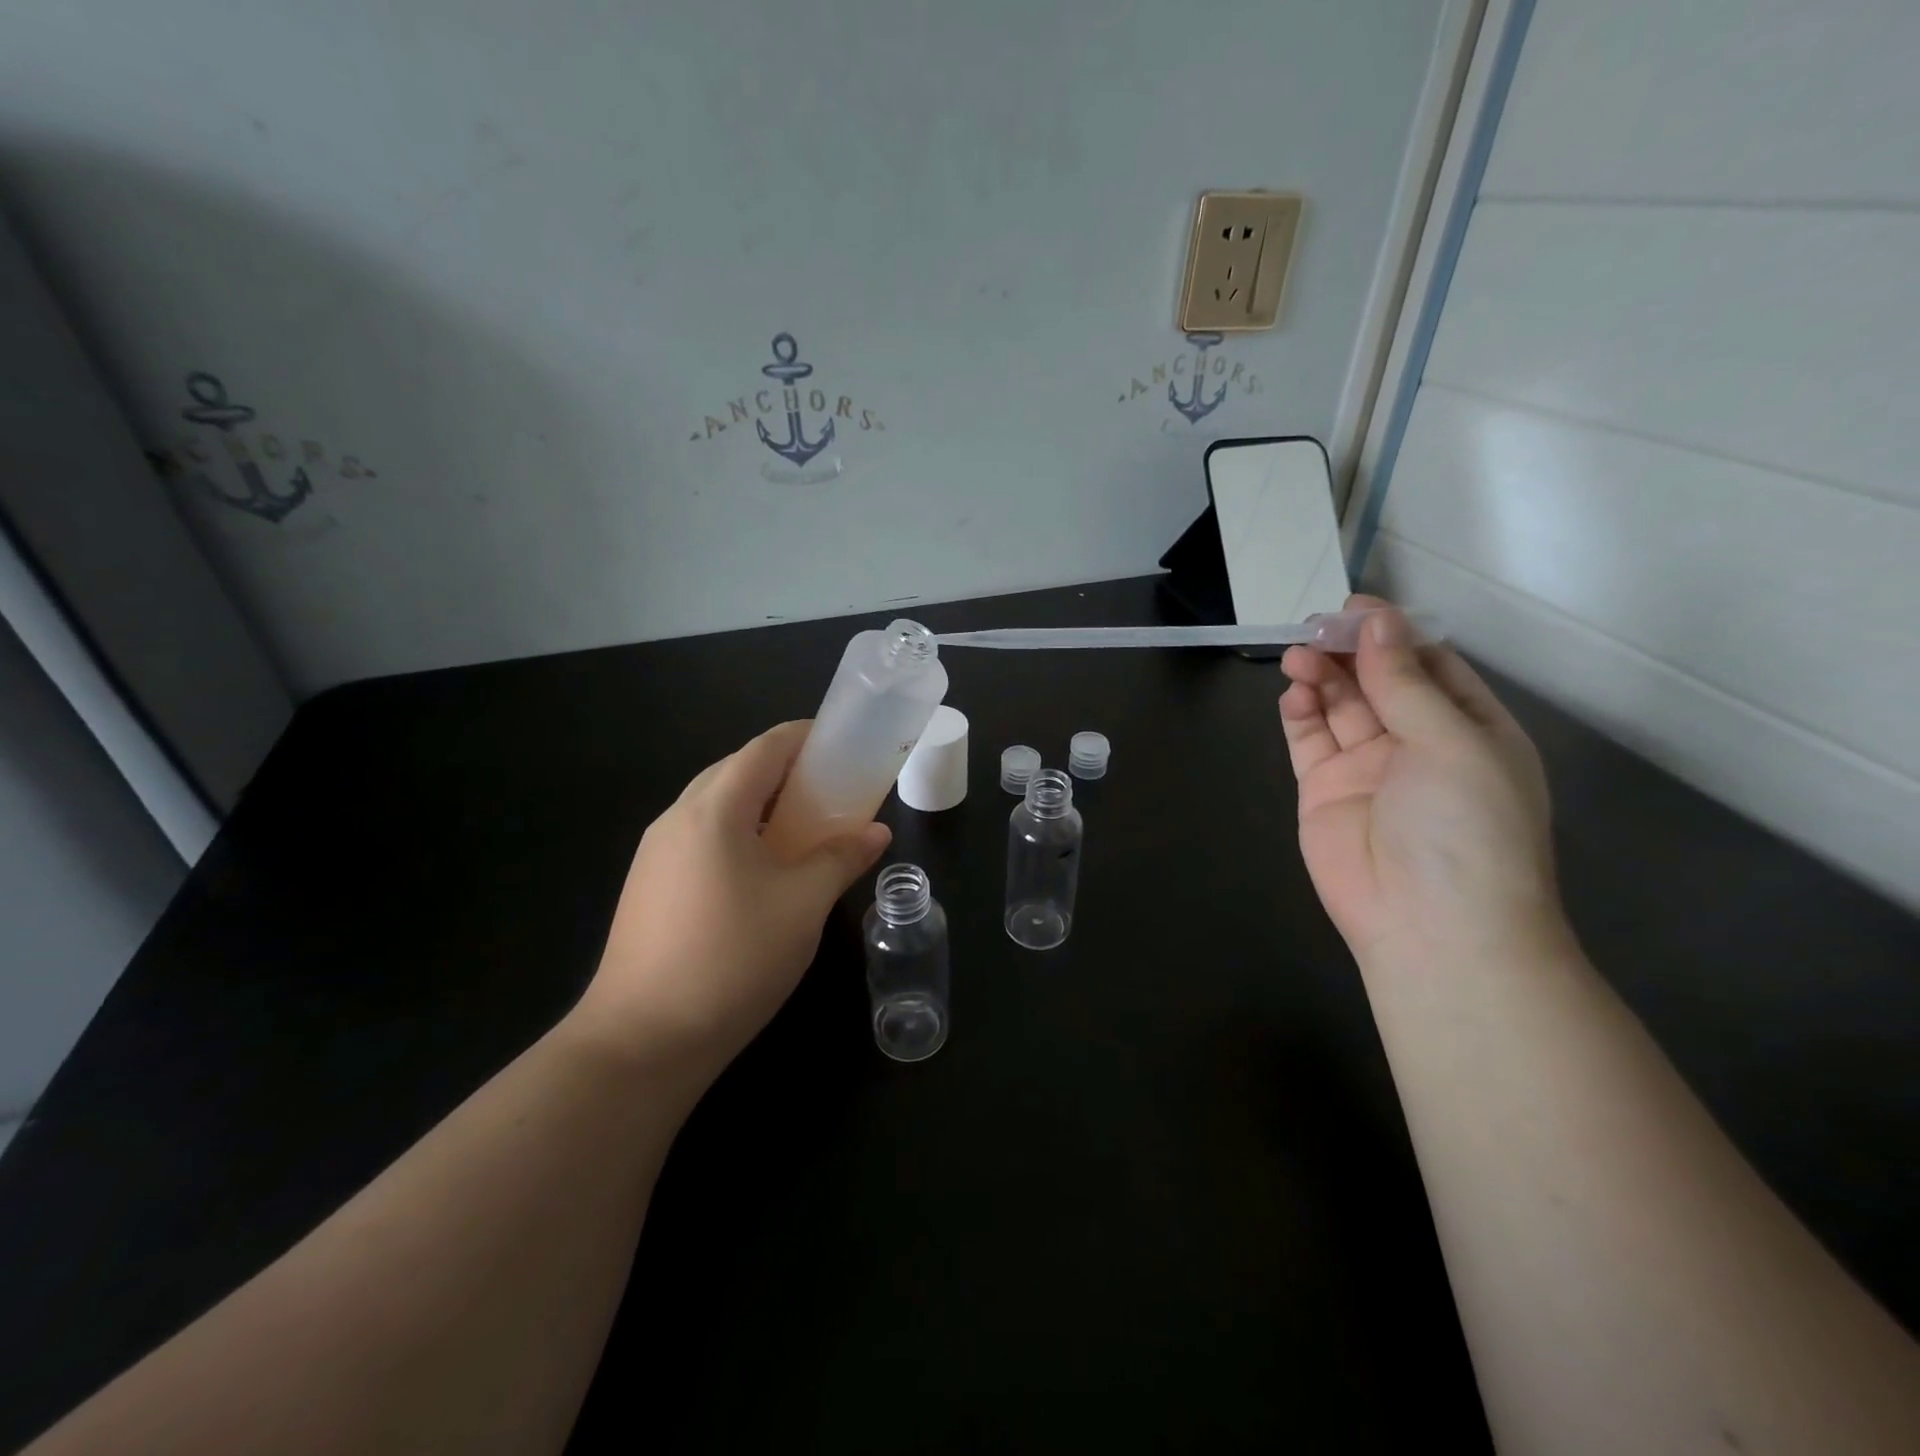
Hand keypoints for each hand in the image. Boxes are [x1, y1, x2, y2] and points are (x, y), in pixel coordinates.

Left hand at [567, 721, 890, 1086]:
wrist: (642, 1040)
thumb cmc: (733, 959)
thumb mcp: (803, 905)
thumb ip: (841, 858)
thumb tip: (876, 832)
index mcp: (714, 809)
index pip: (764, 748)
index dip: (805, 738)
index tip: (842, 745)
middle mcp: (677, 818)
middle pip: (737, 770)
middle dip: (786, 770)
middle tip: (831, 790)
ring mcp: (655, 853)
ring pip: (715, 805)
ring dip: (761, 803)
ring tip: (803, 828)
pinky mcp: (649, 885)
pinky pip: (700, 836)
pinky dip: (738, 832)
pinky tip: (762, 870)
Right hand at [1279, 595, 1560, 960]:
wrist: (1431, 926)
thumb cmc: (1465, 828)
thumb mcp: (1451, 742)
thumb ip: (1405, 682)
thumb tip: (1377, 621)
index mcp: (1469, 729)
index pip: (1430, 665)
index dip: (1394, 633)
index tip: (1356, 608)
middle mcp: (1418, 744)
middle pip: (1377, 681)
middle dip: (1348, 651)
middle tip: (1316, 628)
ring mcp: (1368, 769)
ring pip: (1340, 706)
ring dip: (1321, 676)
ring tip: (1298, 657)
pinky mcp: (1324, 791)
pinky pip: (1309, 741)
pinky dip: (1300, 713)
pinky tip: (1294, 694)